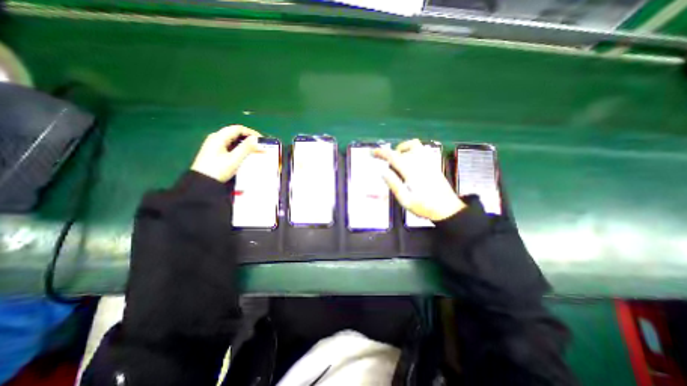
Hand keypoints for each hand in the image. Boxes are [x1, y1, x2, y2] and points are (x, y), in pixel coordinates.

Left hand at [190, 125, 263, 181]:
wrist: (202, 183)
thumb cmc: (218, 170)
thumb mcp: (234, 159)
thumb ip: (246, 148)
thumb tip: (256, 139)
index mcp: (219, 137)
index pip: (238, 129)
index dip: (251, 132)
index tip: (262, 140)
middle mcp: (216, 138)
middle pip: (235, 133)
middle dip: (249, 138)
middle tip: (260, 146)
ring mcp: (214, 145)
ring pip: (233, 140)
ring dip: (245, 144)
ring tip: (255, 151)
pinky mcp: (215, 152)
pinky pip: (230, 146)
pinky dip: (239, 148)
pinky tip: (245, 154)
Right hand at [374, 140, 466, 220]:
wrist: (447, 209)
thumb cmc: (424, 207)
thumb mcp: (405, 200)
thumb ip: (394, 184)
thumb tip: (383, 172)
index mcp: (411, 172)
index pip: (394, 157)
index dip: (382, 153)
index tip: (373, 152)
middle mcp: (420, 163)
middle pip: (404, 148)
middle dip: (392, 151)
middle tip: (386, 161)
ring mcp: (429, 162)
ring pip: (415, 145)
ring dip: (403, 148)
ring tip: (398, 159)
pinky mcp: (434, 165)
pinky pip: (422, 150)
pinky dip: (412, 151)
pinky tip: (409, 162)